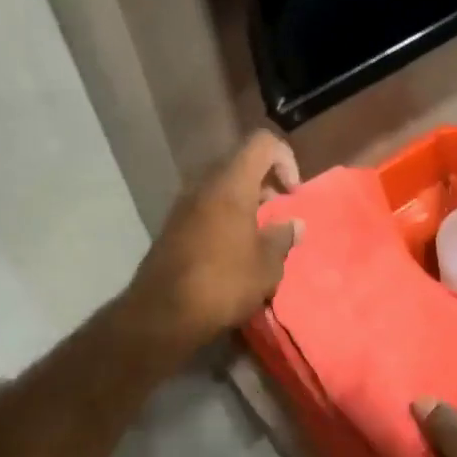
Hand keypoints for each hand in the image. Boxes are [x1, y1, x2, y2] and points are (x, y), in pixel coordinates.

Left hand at [127, 131, 302, 357]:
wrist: (162, 314)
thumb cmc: (223, 283)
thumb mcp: (266, 266)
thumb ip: (283, 238)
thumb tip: (294, 224)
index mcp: (231, 184)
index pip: (262, 143)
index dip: (285, 159)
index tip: (292, 194)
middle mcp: (204, 185)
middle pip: (241, 163)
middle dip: (265, 182)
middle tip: (279, 213)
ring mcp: (183, 205)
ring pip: (221, 186)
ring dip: (244, 202)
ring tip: (258, 235)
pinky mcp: (172, 226)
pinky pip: (206, 207)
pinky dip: (225, 217)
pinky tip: (233, 251)